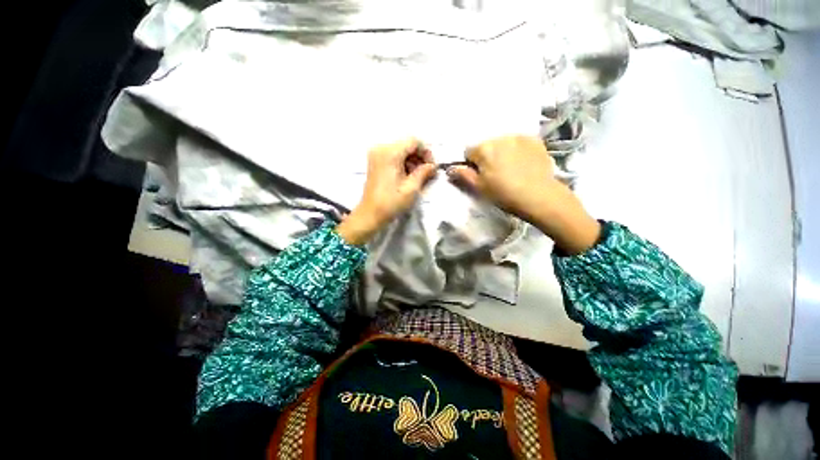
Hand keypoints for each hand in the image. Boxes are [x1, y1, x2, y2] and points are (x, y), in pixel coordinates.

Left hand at [336, 139, 435, 244]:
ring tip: (417, 177)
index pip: (414, 141)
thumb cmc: (391, 202)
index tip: (431, 167)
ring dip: (412, 160)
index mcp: (390, 153)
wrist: (370, 214)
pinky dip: (403, 163)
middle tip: (426, 173)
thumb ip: (424, 172)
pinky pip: (393, 155)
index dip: (426, 152)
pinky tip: (407, 176)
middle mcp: (381, 148)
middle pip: (407, 144)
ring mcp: (376, 154)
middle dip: (419, 157)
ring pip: (401, 150)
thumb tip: (433, 165)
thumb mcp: (412, 188)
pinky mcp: (375, 161)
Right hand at [448, 136, 599, 253]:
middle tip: (496, 174)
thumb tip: (450, 168)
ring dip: (502, 152)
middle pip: (486, 146)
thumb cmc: (504, 193)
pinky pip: (519, 143)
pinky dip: (518, 150)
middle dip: (487, 157)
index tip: (480, 176)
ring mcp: (519, 137)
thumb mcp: (479, 187)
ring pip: (503, 143)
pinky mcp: (535, 140)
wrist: (539, 196)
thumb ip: (463, 175)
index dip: (472, 165)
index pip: (469, 152)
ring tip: (511, 169)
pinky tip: (523, 164)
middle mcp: (500, 137)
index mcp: (483, 148)